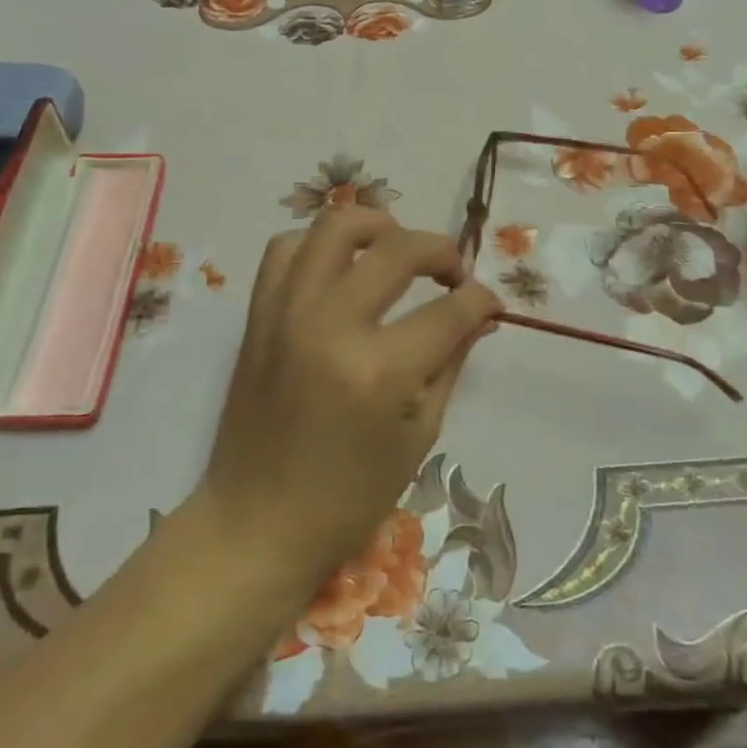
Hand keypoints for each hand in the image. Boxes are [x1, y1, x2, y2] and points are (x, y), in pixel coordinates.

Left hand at [197, 208, 499, 585]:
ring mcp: (288, 314)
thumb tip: (480, 315)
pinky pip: (285, 250)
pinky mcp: (258, 315)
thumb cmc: (349, 495)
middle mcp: (332, 326)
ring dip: (379, 226)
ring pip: (335, 226)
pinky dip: (318, 245)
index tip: (490, 304)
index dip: (481, 300)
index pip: (450, 310)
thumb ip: (451, 362)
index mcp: (381, 371)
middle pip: (399, 249)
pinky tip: (340, 267)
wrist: (257, 522)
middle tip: (453, 273)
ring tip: (397, 248)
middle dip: (441, 251)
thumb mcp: (419, 435)